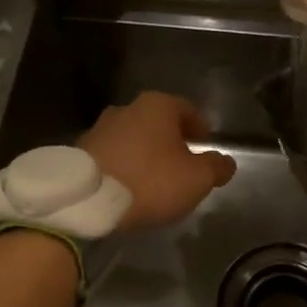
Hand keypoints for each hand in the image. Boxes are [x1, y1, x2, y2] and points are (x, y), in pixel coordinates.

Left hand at [80, 92, 236, 230]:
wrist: (88, 200)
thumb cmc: (150, 181)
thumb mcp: (197, 179)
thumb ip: (216, 167)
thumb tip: (225, 162)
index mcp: (158, 105)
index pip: (188, 110)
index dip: (200, 128)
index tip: (205, 146)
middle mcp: (127, 108)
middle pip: (158, 122)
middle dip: (171, 141)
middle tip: (182, 165)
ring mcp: (100, 128)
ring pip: (133, 137)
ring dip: (145, 153)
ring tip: (153, 179)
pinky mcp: (80, 150)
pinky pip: (112, 155)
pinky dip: (123, 165)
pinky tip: (128, 186)